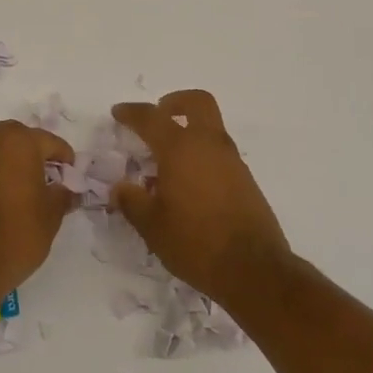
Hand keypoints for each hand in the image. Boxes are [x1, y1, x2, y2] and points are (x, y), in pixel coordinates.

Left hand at [0, 120, 75, 305]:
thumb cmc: (17, 232)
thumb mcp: (51, 214)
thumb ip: (64, 194)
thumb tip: (69, 189)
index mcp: (18, 140)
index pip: (51, 142)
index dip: (65, 161)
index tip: (72, 178)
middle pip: (23, 139)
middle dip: (38, 155)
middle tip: (51, 181)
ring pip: (1, 148)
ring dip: (15, 161)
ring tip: (28, 189)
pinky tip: (7, 195)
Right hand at [111, 90, 289, 304]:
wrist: (254, 270)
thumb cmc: (195, 243)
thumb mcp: (152, 226)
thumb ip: (132, 201)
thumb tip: (120, 188)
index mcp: (181, 149)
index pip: (151, 118)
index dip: (131, 112)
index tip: (118, 112)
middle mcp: (209, 145)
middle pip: (197, 102)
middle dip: (175, 102)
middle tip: (158, 116)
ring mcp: (232, 161)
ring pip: (211, 128)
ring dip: (189, 132)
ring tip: (166, 162)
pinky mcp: (246, 180)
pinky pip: (219, 153)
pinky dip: (201, 155)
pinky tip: (188, 185)